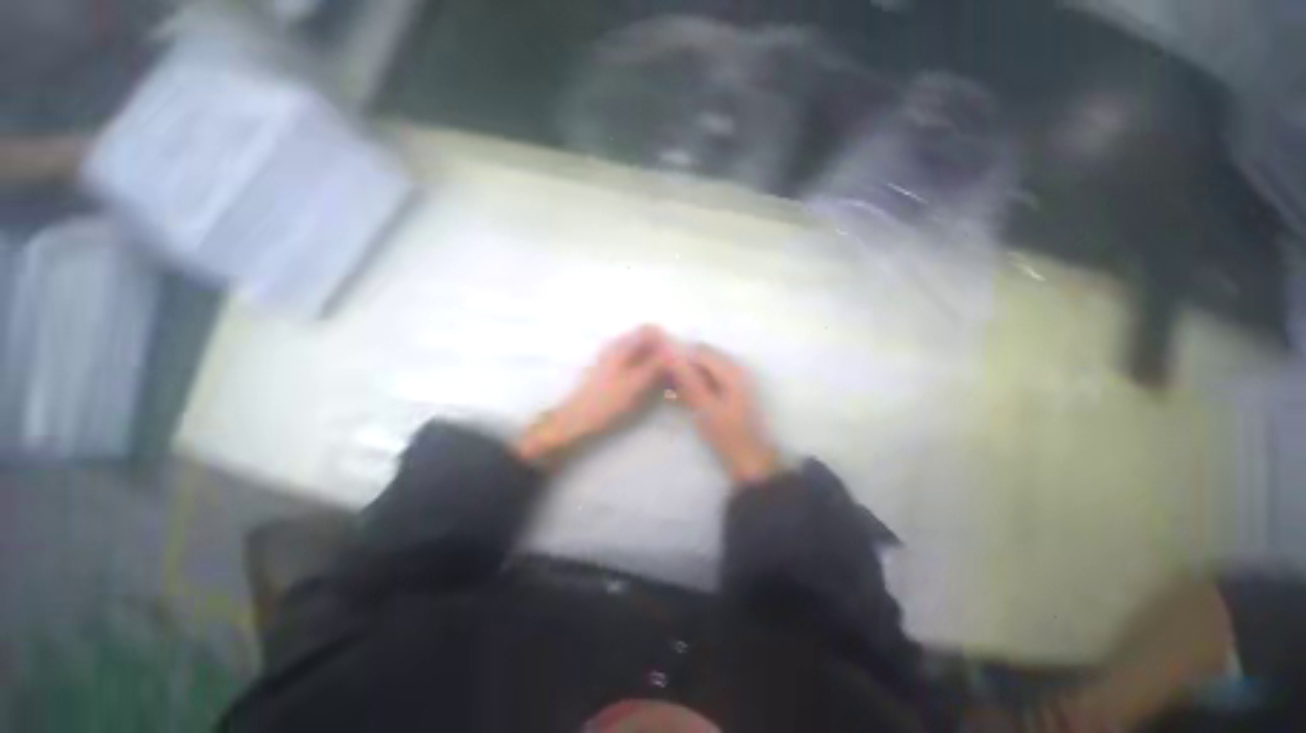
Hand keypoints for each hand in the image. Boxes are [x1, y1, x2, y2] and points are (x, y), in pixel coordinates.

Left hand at [514, 325, 669, 467]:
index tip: (678, 358)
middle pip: (648, 340)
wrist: (577, 419)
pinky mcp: (615, 371)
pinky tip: (655, 387)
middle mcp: (619, 347)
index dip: (667, 340)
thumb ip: (655, 366)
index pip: (651, 329)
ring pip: (644, 353)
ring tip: (669, 382)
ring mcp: (616, 359)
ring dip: (658, 363)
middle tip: (677, 373)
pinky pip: (638, 363)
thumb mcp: (635, 384)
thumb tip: (675, 351)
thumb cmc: (605, 402)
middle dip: (664, 352)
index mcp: (622, 345)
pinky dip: (649, 370)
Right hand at [666, 344, 779, 485]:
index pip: (700, 350)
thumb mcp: (704, 407)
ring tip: (670, 391)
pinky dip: (694, 385)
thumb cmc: (727, 434)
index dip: (680, 355)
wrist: (748, 458)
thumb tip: (671, 357)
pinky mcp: (729, 392)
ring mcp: (733, 380)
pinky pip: (708, 379)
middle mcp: (734, 370)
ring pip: (704, 369)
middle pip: (703, 357)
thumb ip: (689, 381)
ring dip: (687, 376)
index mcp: (731, 370)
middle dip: (683, 365)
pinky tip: (681, 397)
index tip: (661, 368)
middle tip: (664, 381)